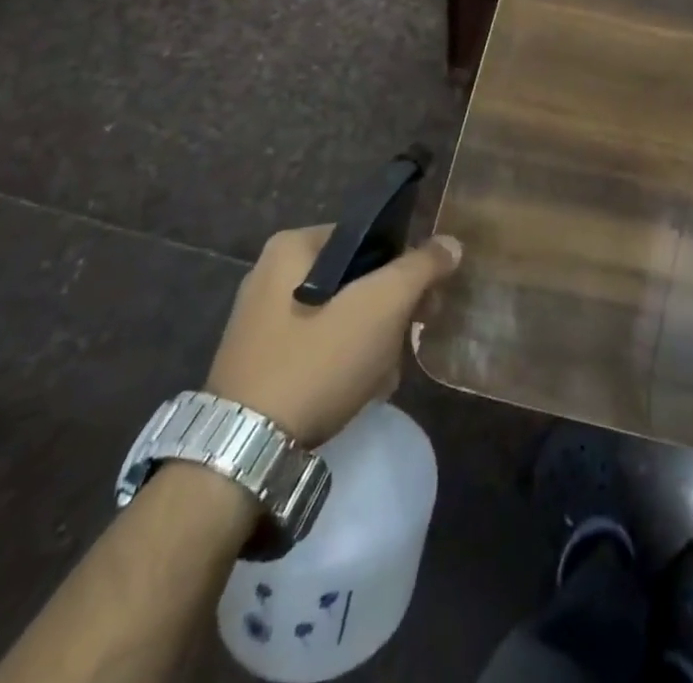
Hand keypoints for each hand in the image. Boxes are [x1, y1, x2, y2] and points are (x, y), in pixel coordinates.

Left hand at [204, 225, 462, 447]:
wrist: (242, 454)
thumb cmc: (316, 362)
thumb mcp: (381, 306)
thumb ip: (420, 268)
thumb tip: (450, 242)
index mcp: (291, 246)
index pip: (368, 239)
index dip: (405, 267)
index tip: (425, 302)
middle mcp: (269, 274)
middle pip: (355, 279)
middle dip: (388, 312)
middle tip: (407, 342)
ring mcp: (259, 321)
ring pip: (339, 316)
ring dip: (370, 342)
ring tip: (383, 376)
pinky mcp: (257, 362)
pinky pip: (315, 347)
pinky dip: (341, 363)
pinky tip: (358, 391)